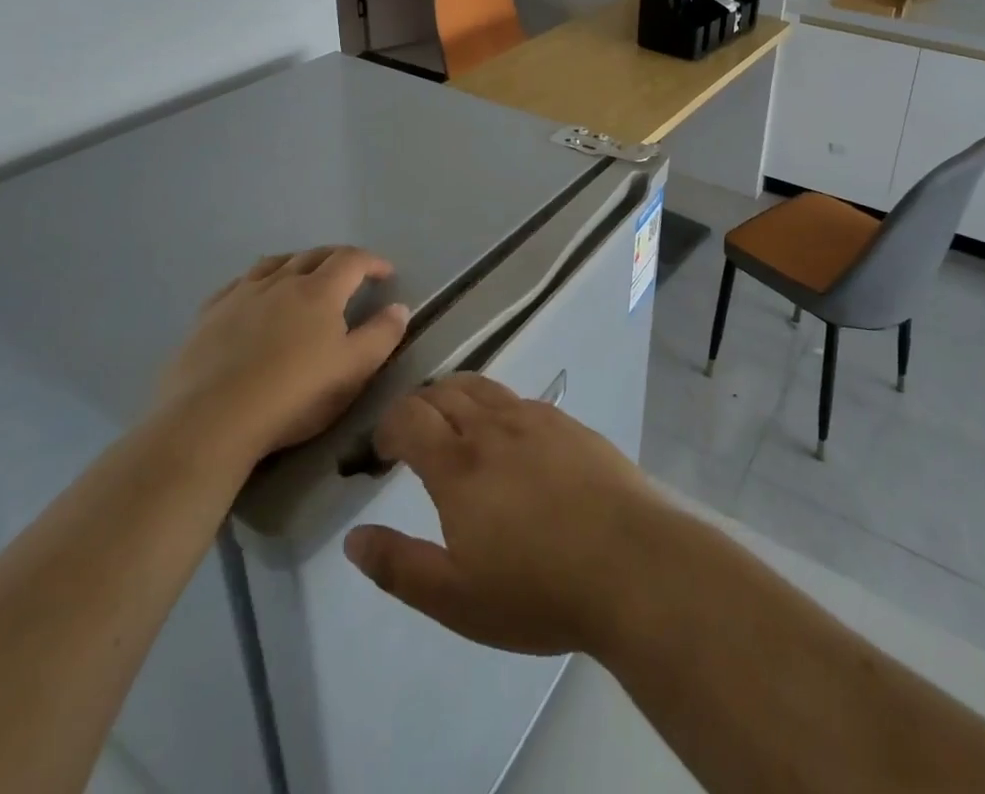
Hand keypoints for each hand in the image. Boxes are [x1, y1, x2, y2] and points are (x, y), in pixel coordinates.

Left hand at [156, 247, 408, 465]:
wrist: (211, 421)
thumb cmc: (293, 396)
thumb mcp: (352, 371)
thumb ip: (381, 336)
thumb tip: (399, 307)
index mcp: (320, 291)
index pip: (352, 260)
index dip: (373, 262)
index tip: (386, 273)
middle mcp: (281, 281)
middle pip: (315, 255)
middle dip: (338, 258)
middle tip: (351, 273)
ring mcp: (241, 295)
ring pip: (275, 263)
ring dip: (297, 263)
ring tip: (304, 276)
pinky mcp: (209, 315)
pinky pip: (238, 284)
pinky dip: (257, 281)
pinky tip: (254, 296)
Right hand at [342, 374, 670, 656]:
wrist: (630, 562)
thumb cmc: (538, 589)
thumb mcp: (456, 598)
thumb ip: (399, 566)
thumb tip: (354, 539)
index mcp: (459, 464)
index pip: (409, 417)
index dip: (387, 427)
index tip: (382, 452)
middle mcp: (493, 427)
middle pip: (444, 391)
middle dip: (418, 407)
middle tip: (412, 437)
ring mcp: (535, 419)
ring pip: (482, 386)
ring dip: (456, 396)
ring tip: (454, 425)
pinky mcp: (568, 423)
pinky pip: (518, 399)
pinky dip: (496, 406)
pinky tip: (508, 438)